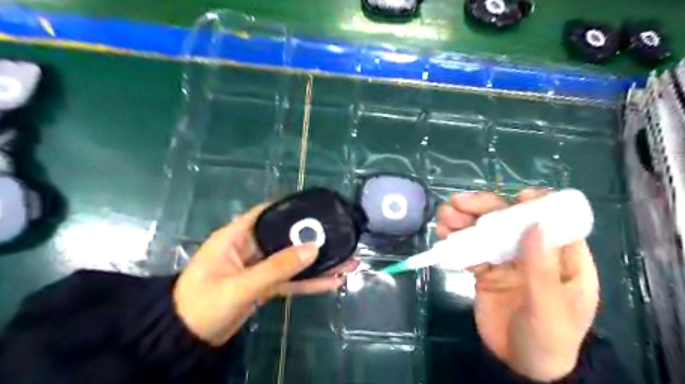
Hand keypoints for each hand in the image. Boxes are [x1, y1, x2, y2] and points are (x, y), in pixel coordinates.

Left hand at [173, 206, 358, 345]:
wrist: (186, 341)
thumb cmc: (203, 305)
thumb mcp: (241, 286)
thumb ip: (277, 267)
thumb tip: (313, 248)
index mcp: (236, 236)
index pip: (266, 212)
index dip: (290, 207)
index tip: (316, 206)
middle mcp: (250, 248)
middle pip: (286, 238)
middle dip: (312, 239)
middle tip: (341, 235)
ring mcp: (259, 268)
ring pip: (292, 261)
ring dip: (317, 263)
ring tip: (347, 261)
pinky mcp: (265, 286)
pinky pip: (290, 280)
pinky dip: (309, 282)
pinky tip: (332, 282)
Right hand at [439, 189, 600, 380]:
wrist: (519, 367)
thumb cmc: (548, 340)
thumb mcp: (550, 308)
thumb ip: (542, 269)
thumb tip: (536, 225)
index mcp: (563, 258)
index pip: (552, 222)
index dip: (536, 205)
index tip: (517, 197)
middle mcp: (533, 253)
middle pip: (510, 221)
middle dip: (484, 208)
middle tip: (458, 202)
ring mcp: (506, 260)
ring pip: (485, 232)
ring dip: (464, 221)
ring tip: (444, 216)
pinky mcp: (486, 270)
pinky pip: (470, 250)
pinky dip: (456, 241)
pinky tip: (442, 235)